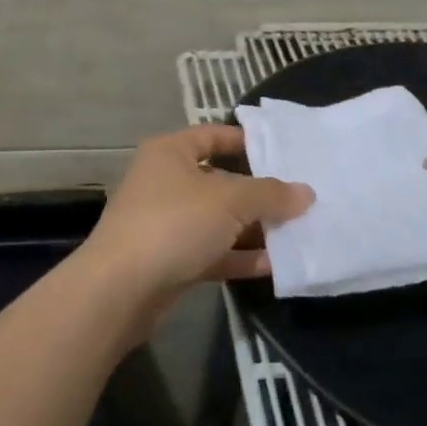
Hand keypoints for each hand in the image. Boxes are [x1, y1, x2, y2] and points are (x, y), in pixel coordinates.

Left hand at [82, 125, 313, 302]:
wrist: (119, 290)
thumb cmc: (174, 225)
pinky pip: (212, 252)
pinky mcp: (169, 260)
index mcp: (170, 153)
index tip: (283, 152)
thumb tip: (306, 193)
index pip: (213, 135)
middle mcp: (165, 182)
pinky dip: (240, 257)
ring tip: (298, 232)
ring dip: (254, 228)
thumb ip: (270, 194)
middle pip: (221, 180)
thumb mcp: (230, 201)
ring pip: (218, 220)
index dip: (247, 141)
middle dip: (259, 192)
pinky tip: (276, 266)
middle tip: (301, 197)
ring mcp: (166, 223)